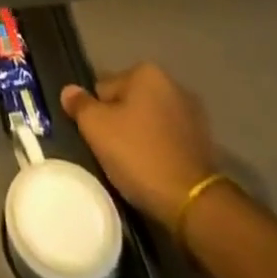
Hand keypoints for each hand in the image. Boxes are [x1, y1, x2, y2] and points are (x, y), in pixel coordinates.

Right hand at [60, 62, 217, 223]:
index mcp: (147, 73)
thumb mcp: (96, 127)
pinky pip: (169, 140)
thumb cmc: (138, 154)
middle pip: (129, 101)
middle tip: (113, 150)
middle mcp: (173, 85)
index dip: (97, 112)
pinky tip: (154, 171)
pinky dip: (160, 150)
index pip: (105, 87)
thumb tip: (69, 91)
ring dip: (141, 135)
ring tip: (134, 164)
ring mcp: (194, 116)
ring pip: (150, 121)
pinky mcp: (206, 145)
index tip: (99, 136)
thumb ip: (79, 104)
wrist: (193, 204)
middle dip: (120, 121)